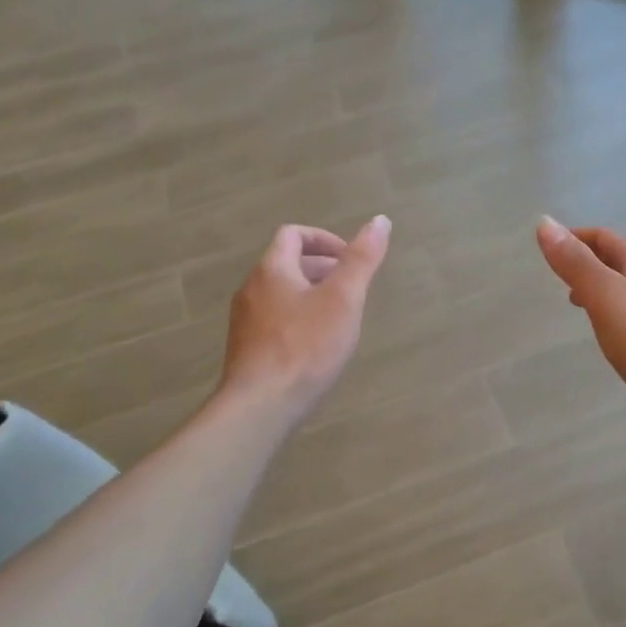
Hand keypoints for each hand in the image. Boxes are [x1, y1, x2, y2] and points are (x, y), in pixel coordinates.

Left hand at [221, 216, 390, 420]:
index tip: (350, 260)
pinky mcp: (247, 349)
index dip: (324, 239)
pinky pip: (274, 320)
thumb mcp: (343, 299)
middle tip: (351, 288)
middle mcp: (252, 289)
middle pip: (286, 264)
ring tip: (339, 317)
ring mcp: (245, 321)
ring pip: (280, 294)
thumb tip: (380, 220)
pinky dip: (298, 319)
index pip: (293, 235)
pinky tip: (316, 347)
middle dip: (321, 268)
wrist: (261, 406)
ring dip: (310, 294)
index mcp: (272, 269)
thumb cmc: (306, 347)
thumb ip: (361, 259)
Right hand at [535, 216, 625, 426]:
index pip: (601, 236)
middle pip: (615, 257)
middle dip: (585, 261)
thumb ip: (575, 262)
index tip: (547, 251)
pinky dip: (611, 308)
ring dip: (598, 285)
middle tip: (557, 277)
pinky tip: (607, 329)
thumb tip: (544, 222)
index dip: (573, 238)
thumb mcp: (605, 296)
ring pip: (624, 283)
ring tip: (576, 302)